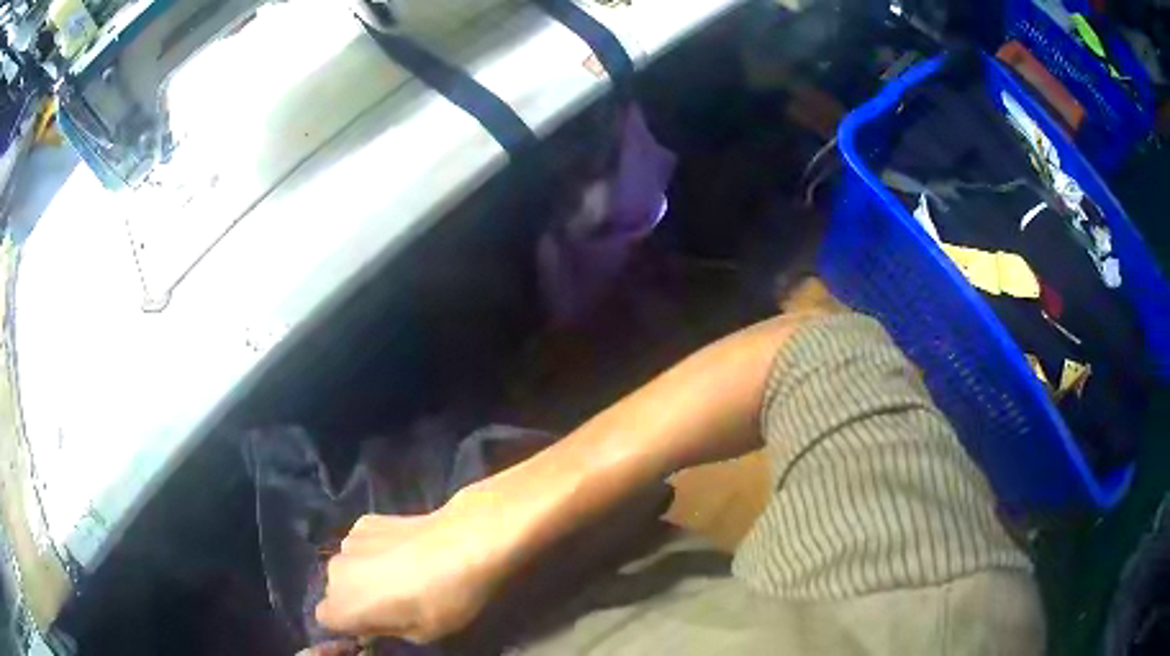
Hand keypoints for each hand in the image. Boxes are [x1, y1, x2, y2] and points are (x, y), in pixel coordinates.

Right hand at [315, 488, 513, 642]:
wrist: (464, 541)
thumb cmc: (443, 598)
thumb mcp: (420, 634)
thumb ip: (387, 631)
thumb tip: (376, 625)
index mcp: (343, 605)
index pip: (326, 619)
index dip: (349, 625)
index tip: (374, 626)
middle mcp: (335, 571)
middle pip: (336, 591)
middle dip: (357, 599)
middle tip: (392, 603)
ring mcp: (348, 540)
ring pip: (348, 566)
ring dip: (364, 573)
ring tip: (402, 574)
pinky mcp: (365, 520)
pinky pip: (362, 544)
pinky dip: (375, 550)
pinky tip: (405, 550)